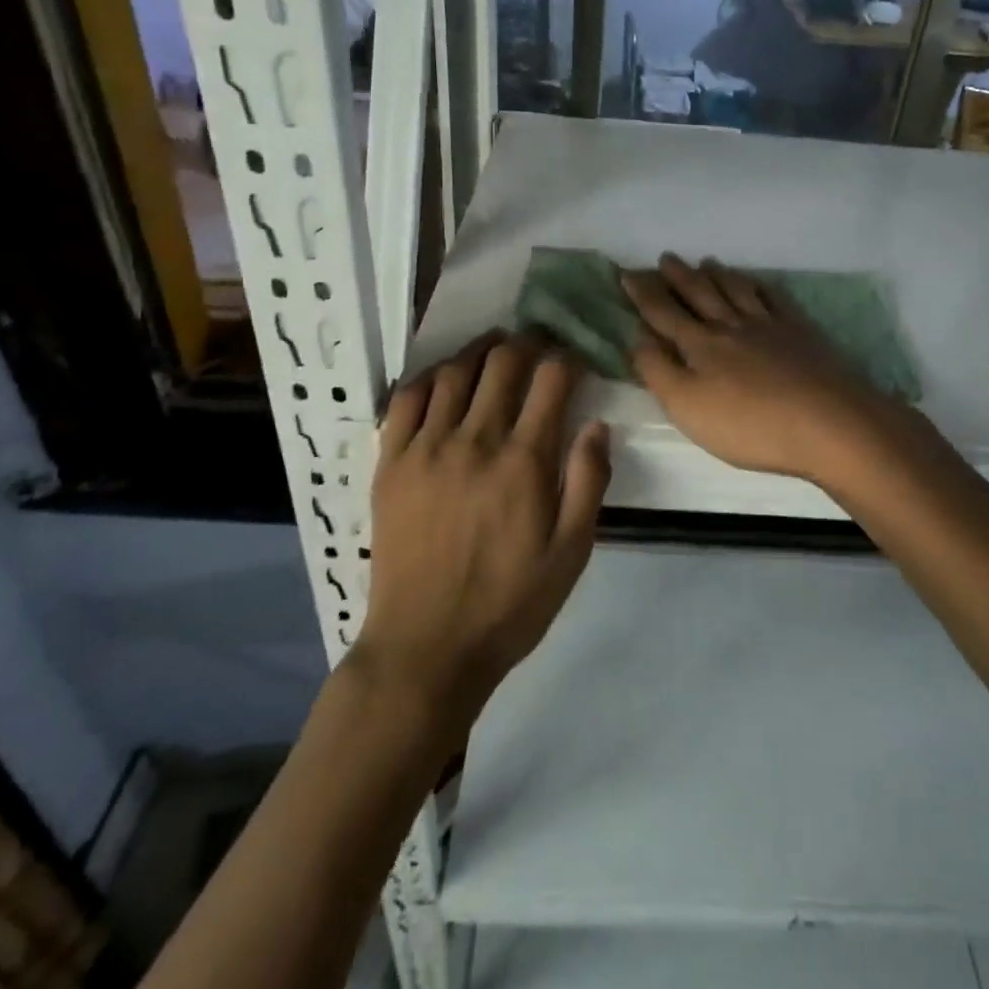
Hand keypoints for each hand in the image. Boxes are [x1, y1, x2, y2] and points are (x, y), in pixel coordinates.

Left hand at [356, 335, 609, 724]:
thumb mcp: (571, 554)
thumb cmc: (509, 604)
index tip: (575, 359)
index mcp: (524, 462)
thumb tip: (598, 424)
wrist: (426, 647)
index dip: (568, 359)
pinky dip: (429, 377)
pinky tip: (444, 377)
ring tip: (495, 346)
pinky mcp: (390, 462)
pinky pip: (407, 399)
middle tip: (538, 341)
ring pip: (454, 372)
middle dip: (527, 343)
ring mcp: (426, 448)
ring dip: (480, 350)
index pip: (551, 381)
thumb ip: (588, 483)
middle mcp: (474, 441)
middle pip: (503, 364)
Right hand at [623, 255, 912, 483]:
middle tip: (666, 257)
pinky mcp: (801, 333)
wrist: (829, 424)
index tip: (627, 273)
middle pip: (700, 294)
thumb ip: (657, 371)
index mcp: (700, 345)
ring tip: (708, 261)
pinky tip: (759, 283)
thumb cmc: (749, 424)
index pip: (663, 313)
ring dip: (718, 274)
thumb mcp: (687, 406)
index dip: (643, 293)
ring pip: (737, 290)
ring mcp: (769, 326)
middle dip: (679, 276)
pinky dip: (761, 286)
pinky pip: (775, 299)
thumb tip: (637, 338)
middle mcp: (731, 326)